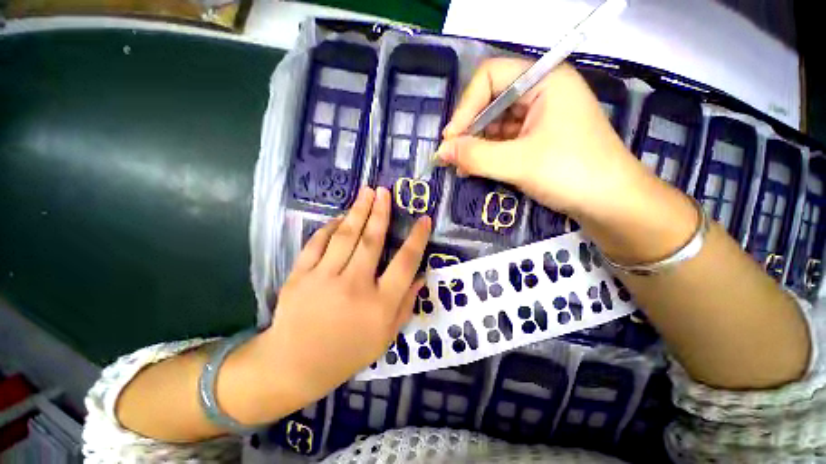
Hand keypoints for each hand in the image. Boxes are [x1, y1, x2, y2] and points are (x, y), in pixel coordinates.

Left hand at [257, 186, 430, 403]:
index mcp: (380, 304)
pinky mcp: (300, 275)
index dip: (417, 239)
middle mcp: (355, 286)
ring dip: (358, 211)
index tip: (424, 220)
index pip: (406, 263)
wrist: (295, 365)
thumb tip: (420, 276)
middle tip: (385, 191)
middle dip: (381, 213)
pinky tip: (340, 217)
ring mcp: (324, 278)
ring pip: (346, 236)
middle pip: (372, 241)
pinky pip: (318, 243)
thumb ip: (406, 304)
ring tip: (367, 192)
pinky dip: (330, 227)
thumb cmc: (347, 353)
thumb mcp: (386, 336)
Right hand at [435, 57, 649, 220]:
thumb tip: (441, 152)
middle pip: (490, 101)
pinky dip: (487, 154)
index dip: (465, 107)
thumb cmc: (572, 173)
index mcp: (544, 81)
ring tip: (461, 167)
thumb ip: (475, 156)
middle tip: (452, 156)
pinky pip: (503, 141)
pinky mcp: (537, 139)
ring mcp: (539, 117)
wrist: (611, 205)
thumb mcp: (519, 163)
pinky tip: (475, 168)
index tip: (451, 139)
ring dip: (475, 145)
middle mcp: (541, 92)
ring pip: (494, 124)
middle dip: (468, 130)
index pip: (490, 77)